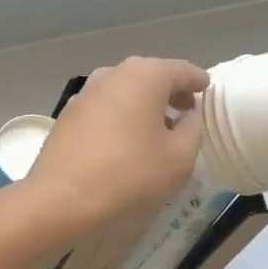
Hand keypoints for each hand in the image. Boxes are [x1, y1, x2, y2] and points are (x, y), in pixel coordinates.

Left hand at [20, 56, 208, 236]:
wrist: (61, 198)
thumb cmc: (129, 174)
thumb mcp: (179, 158)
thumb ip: (193, 130)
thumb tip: (188, 116)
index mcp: (145, 76)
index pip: (181, 70)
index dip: (197, 81)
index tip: (206, 89)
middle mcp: (113, 74)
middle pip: (150, 75)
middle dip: (170, 90)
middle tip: (186, 109)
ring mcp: (87, 92)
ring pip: (125, 89)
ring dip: (144, 102)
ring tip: (157, 127)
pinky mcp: (69, 113)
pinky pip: (106, 106)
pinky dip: (122, 114)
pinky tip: (126, 138)